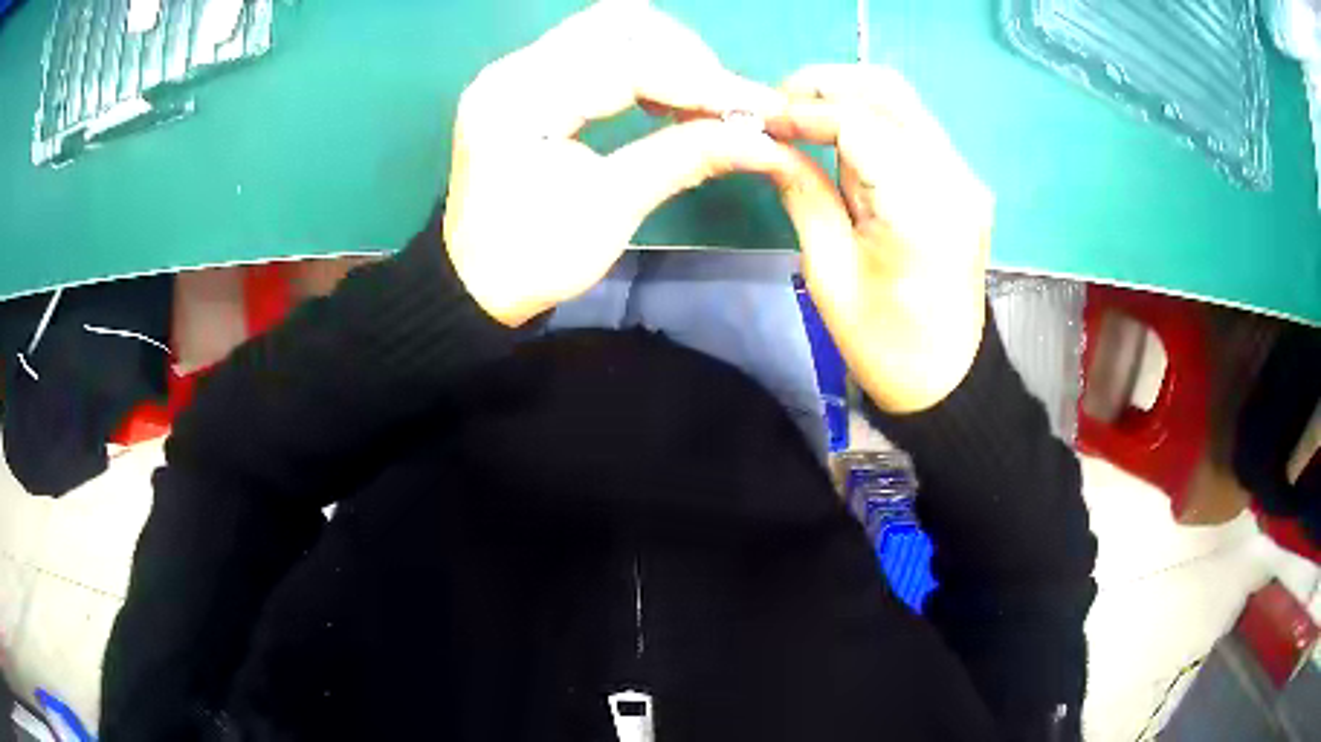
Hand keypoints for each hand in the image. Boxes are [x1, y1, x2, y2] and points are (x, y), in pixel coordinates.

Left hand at [443, 0, 792, 326]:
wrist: (474, 286)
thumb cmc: (533, 259)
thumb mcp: (611, 210)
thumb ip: (686, 158)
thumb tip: (764, 142)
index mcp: (521, 101)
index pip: (626, 63)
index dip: (701, 82)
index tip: (759, 107)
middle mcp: (514, 70)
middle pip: (617, 23)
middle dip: (683, 55)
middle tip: (720, 103)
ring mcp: (518, 73)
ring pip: (608, 30)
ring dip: (665, 56)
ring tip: (696, 103)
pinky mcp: (527, 84)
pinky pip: (594, 51)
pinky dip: (639, 67)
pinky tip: (662, 100)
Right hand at [765, 65, 993, 412]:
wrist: (946, 379)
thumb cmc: (882, 343)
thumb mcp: (827, 271)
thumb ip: (801, 192)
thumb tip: (768, 142)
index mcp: (919, 207)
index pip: (857, 121)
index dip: (804, 110)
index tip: (762, 120)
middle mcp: (953, 177)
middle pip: (888, 91)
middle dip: (825, 85)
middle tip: (779, 109)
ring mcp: (965, 177)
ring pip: (902, 101)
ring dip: (846, 98)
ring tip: (801, 121)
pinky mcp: (963, 182)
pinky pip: (913, 127)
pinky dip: (870, 119)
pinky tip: (839, 141)